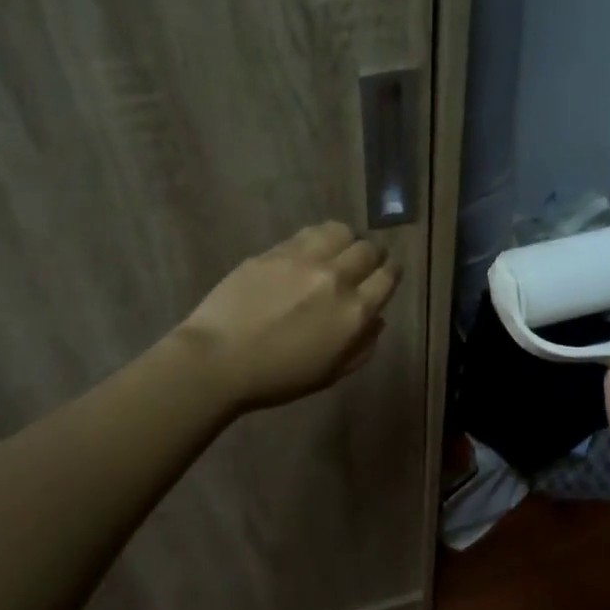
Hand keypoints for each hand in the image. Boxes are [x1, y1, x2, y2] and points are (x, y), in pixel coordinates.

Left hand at [174, 221, 400, 412]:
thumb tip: (377, 321)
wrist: (218, 360)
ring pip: (342, 231)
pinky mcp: (276, 251)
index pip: (388, 277)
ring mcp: (304, 260)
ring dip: (347, 239)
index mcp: (354, 313)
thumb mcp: (330, 373)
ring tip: (338, 249)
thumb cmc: (277, 377)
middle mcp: (336, 279)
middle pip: (369, 249)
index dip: (392, 272)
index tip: (387, 273)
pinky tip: (310, 250)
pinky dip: (319, 239)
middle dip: (372, 254)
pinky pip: (309, 233)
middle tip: (364, 263)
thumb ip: (361, 347)